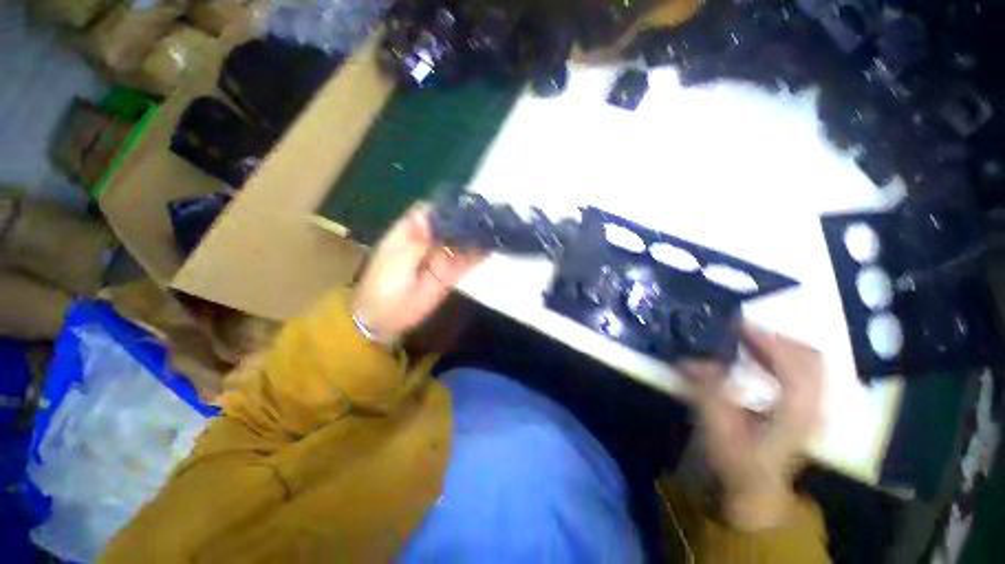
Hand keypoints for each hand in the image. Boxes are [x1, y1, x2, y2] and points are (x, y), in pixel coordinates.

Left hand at [351, 205, 484, 342]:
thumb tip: (434, 216)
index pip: (434, 210)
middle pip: (452, 224)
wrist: (384, 318)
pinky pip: (466, 261)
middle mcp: (429, 240)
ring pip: (462, 242)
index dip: (451, 204)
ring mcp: (441, 257)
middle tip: (493, 214)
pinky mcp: (450, 273)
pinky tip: (493, 247)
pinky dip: (479, 255)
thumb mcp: (397, 260)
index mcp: (411, 230)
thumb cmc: (382, 285)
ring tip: (498, 228)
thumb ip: (418, 240)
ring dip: (477, 236)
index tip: (472, 200)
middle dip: (470, 219)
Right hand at [682, 326, 823, 530]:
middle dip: (775, 337)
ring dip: (777, 345)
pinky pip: (801, 371)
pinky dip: (780, 356)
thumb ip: (707, 391)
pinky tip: (755, 356)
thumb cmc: (737, 463)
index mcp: (797, 411)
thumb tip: (690, 360)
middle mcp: (813, 405)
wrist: (754, 491)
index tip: (735, 325)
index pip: (796, 363)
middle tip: (739, 330)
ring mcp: (813, 407)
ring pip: (808, 361)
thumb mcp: (717, 430)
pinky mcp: (804, 408)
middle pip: (810, 356)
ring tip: (744, 339)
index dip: (767, 339)